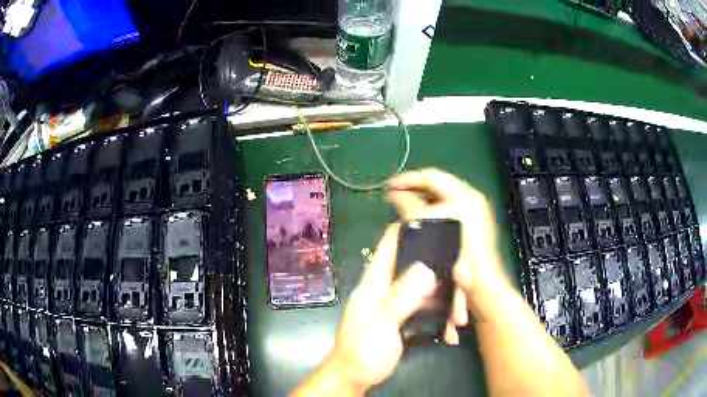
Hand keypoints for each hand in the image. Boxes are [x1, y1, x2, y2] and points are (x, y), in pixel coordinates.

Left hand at [326, 223, 467, 391]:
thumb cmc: (363, 349)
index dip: (412, 228)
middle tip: (463, 281)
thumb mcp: (381, 322)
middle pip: (417, 267)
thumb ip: (402, 295)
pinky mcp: (405, 319)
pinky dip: (440, 316)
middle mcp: (387, 287)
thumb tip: (428, 267)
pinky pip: (426, 309)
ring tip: (459, 317)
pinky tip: (450, 329)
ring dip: (444, 300)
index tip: (440, 223)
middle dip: (441, 273)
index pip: (391, 244)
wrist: (355, 377)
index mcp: (376, 281)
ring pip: (426, 290)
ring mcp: (397, 304)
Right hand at [387, 169, 508, 320]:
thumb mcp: (431, 230)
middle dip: (415, 189)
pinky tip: (420, 220)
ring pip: (443, 197)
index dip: (408, 179)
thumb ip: (411, 208)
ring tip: (403, 207)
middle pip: (438, 185)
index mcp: (465, 195)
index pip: (432, 176)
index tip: (390, 186)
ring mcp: (475, 212)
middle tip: (394, 196)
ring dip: (422, 200)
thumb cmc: (458, 257)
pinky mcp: (473, 224)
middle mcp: (472, 199)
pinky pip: (448, 209)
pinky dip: (433, 211)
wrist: (480, 284)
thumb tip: (395, 194)